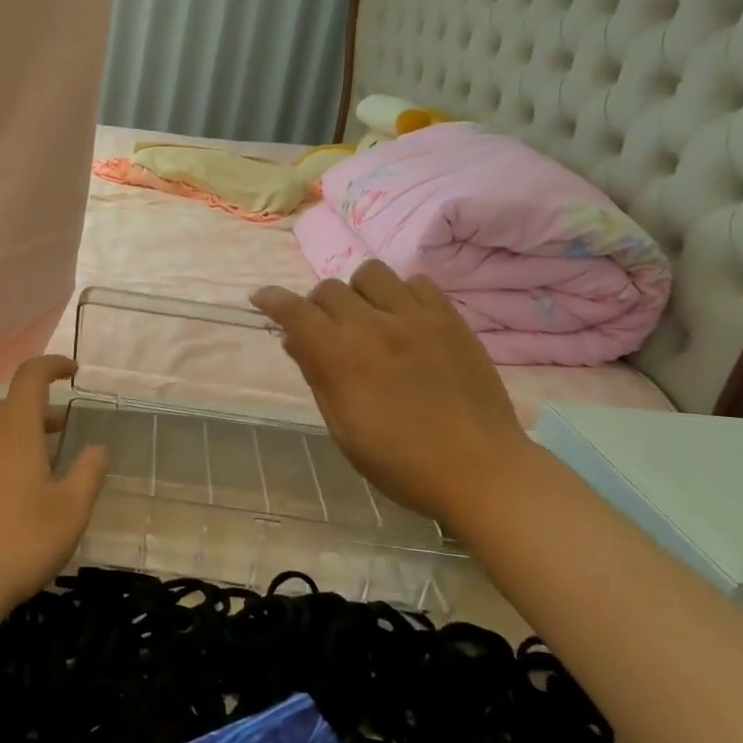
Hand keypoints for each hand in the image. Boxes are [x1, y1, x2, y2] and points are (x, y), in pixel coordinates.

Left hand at [0, 356, 108, 621]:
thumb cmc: (18, 541)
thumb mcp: (70, 510)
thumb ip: (88, 473)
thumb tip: (98, 448)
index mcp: (15, 429)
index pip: (30, 376)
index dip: (52, 365)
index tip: (73, 371)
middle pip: (13, 405)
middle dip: (42, 409)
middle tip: (68, 427)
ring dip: (25, 436)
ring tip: (51, 461)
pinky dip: (8, 458)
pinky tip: (22, 495)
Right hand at [252, 261, 533, 531]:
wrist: (480, 469)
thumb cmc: (401, 462)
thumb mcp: (344, 429)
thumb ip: (318, 377)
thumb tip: (295, 341)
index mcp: (341, 357)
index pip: (295, 311)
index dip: (273, 300)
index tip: (262, 298)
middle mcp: (373, 326)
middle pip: (329, 289)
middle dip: (317, 306)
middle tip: (326, 331)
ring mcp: (415, 317)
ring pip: (371, 273)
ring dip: (358, 292)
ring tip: (368, 318)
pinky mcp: (449, 318)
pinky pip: (416, 282)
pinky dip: (401, 294)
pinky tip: (405, 320)